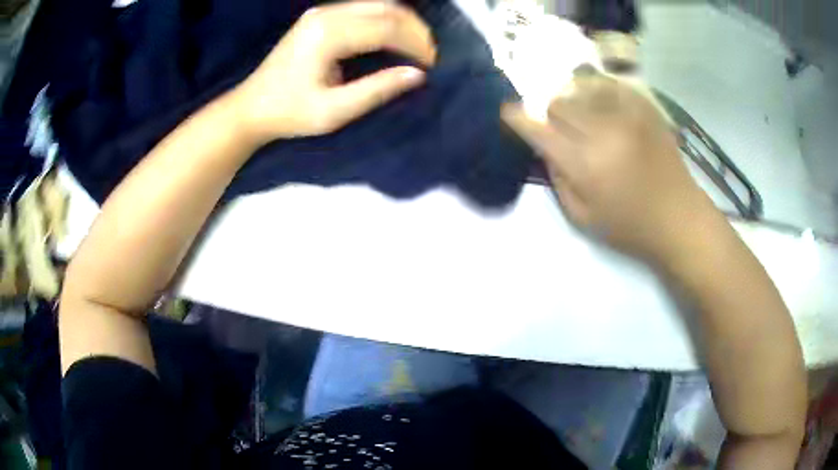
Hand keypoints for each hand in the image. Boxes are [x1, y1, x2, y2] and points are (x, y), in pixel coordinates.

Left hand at [231, 1, 435, 143]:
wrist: (251, 107)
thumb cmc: (289, 113)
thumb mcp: (334, 111)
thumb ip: (376, 90)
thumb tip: (417, 75)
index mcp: (328, 36)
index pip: (387, 28)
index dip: (416, 44)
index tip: (433, 64)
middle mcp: (326, 15)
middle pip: (386, 9)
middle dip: (415, 29)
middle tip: (430, 54)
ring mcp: (320, 12)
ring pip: (377, 4)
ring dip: (402, 22)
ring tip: (416, 46)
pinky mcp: (318, 16)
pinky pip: (363, 8)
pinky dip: (385, 19)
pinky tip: (393, 36)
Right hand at [503, 70, 726, 266]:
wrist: (679, 218)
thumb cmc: (630, 227)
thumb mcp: (583, 218)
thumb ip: (558, 180)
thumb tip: (545, 149)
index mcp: (584, 163)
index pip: (539, 129)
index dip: (518, 118)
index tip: (509, 112)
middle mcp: (602, 131)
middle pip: (557, 102)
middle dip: (549, 113)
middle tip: (557, 127)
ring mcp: (626, 115)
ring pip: (581, 88)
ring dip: (572, 100)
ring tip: (580, 115)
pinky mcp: (644, 109)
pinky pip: (610, 85)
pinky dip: (597, 90)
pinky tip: (600, 104)